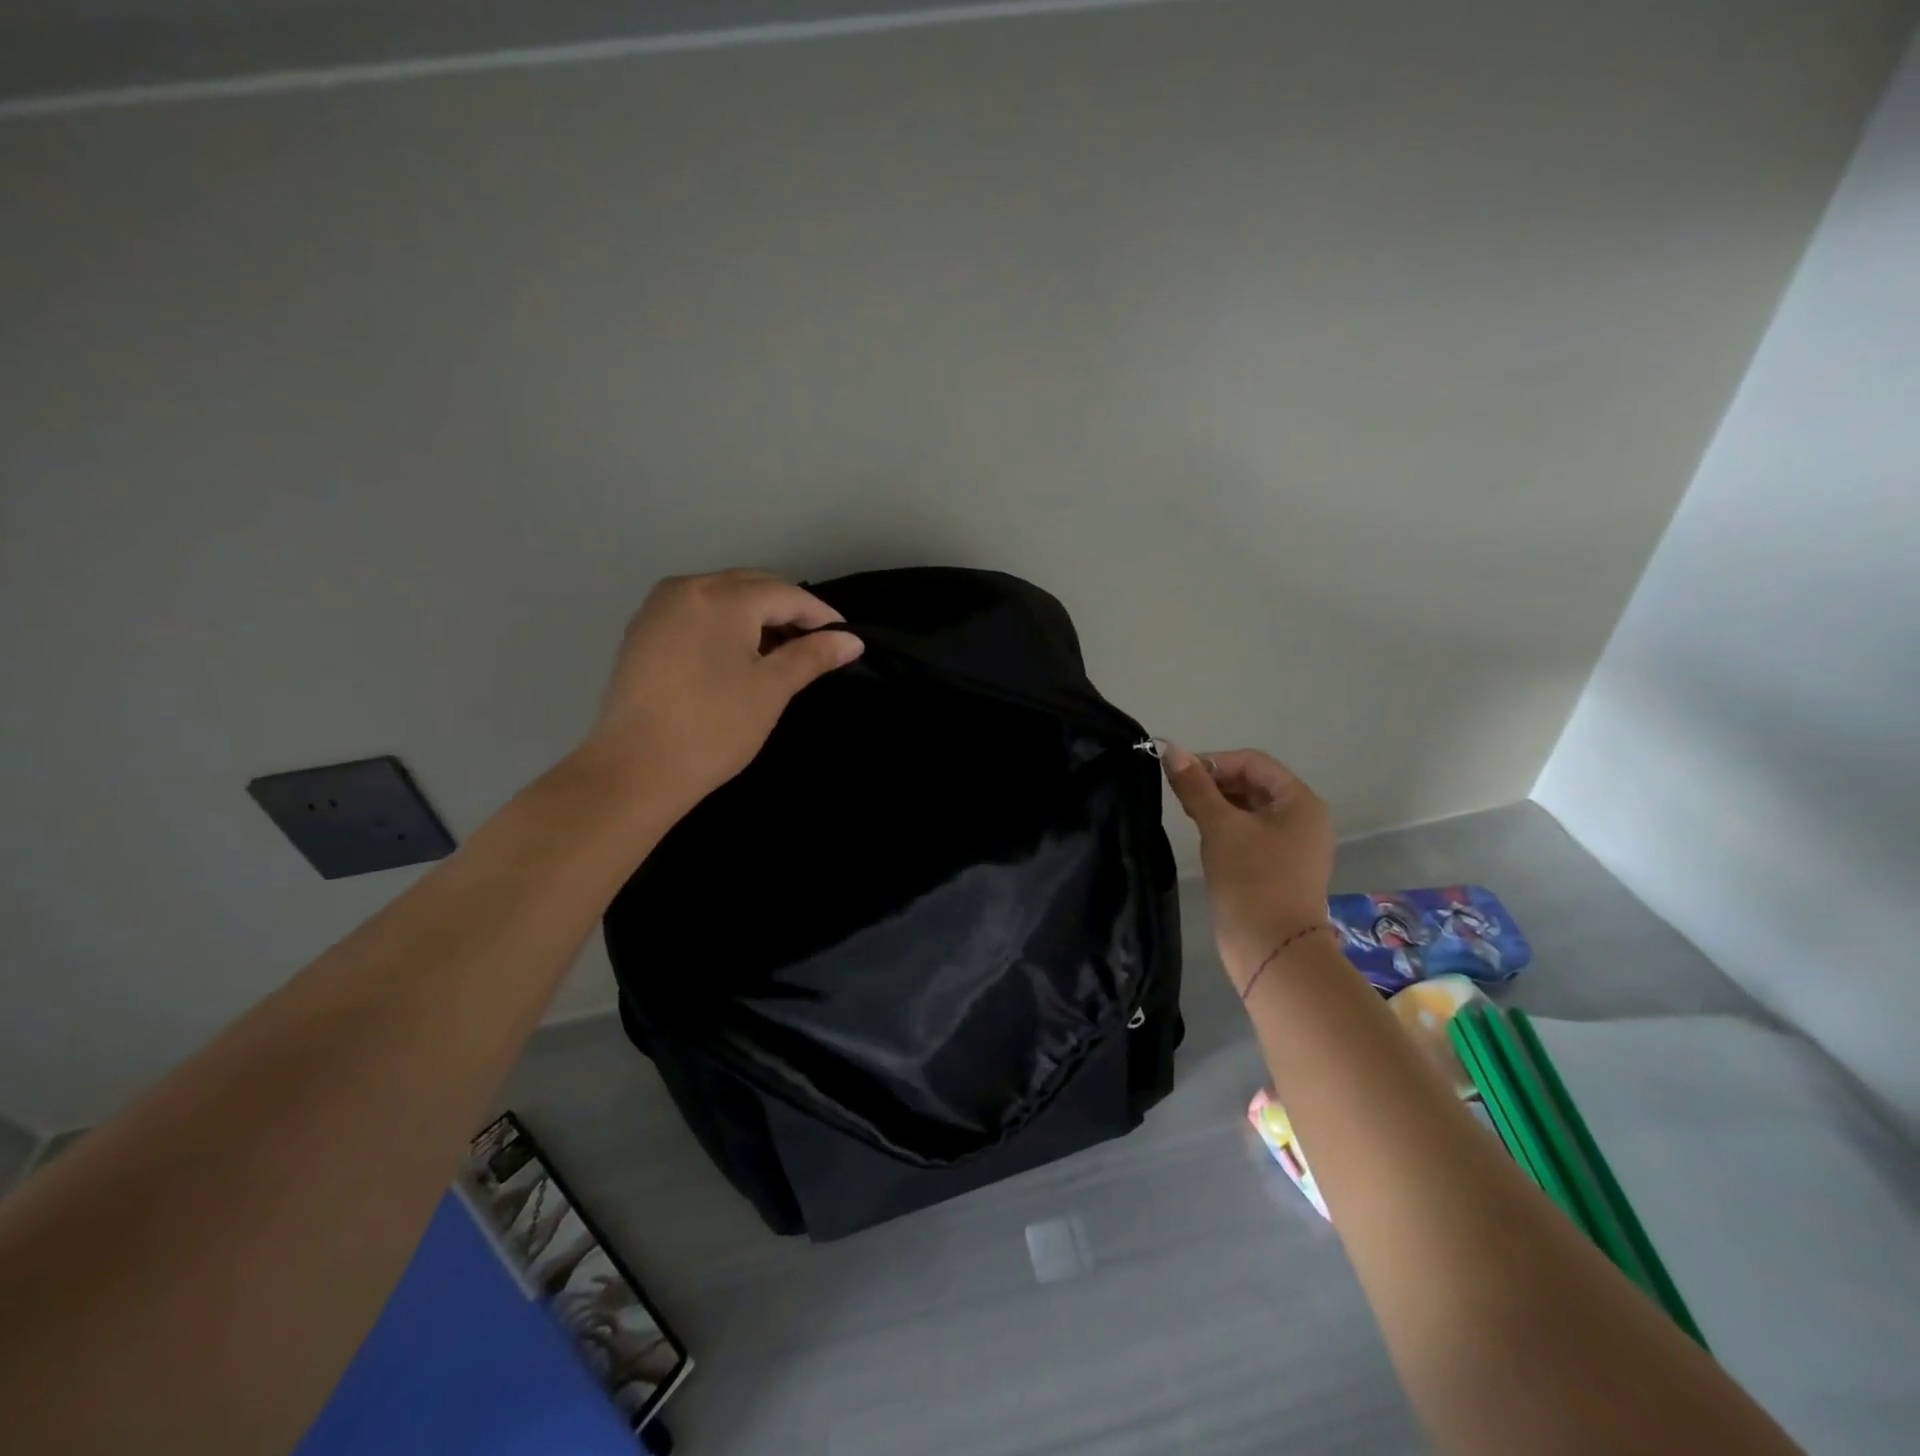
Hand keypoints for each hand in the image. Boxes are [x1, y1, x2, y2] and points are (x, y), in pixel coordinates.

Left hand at [579, 570, 863, 809]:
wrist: (635, 770)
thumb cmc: (714, 728)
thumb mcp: (771, 689)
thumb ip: (812, 656)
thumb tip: (852, 640)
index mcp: (721, 598)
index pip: (785, 594)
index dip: (820, 614)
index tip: (846, 638)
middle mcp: (686, 588)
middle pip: (752, 586)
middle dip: (788, 610)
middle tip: (817, 644)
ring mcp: (659, 607)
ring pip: (723, 596)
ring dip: (757, 615)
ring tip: (781, 651)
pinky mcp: (643, 630)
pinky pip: (698, 611)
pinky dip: (726, 623)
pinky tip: (739, 654)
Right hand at [1163, 746, 1334, 985]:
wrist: (1273, 949)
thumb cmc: (1251, 879)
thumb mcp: (1219, 826)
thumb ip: (1194, 786)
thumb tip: (1170, 749)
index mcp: (1299, 801)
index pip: (1253, 762)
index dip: (1214, 762)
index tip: (1179, 776)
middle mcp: (1303, 818)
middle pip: (1253, 784)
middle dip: (1215, 784)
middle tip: (1180, 797)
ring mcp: (1293, 846)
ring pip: (1250, 810)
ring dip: (1218, 806)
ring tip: (1189, 817)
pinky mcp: (1280, 868)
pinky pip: (1251, 834)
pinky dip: (1227, 829)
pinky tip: (1205, 840)